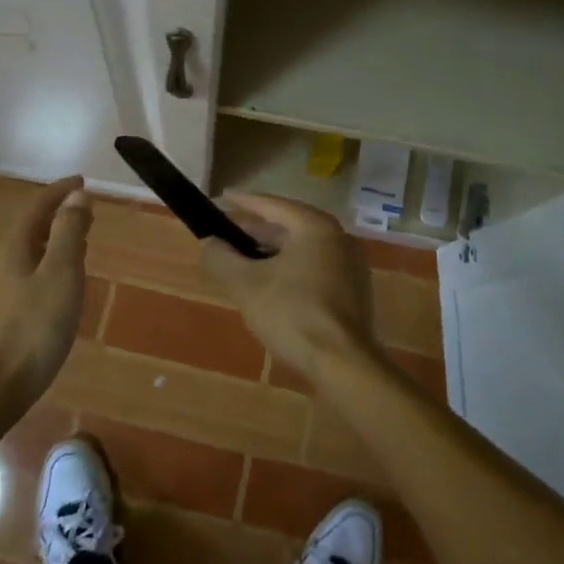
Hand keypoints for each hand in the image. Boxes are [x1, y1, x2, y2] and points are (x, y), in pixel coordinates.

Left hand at [0, 176, 92, 404]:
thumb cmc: (35, 327)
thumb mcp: (61, 274)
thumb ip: (69, 232)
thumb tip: (76, 196)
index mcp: (12, 247)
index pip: (37, 207)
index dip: (60, 192)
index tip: (82, 182)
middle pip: (30, 227)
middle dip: (58, 215)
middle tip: (86, 212)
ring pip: (27, 251)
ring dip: (53, 240)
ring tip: (79, 243)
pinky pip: (25, 273)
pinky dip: (46, 264)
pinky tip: (59, 282)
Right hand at [199, 195, 377, 383]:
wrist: (343, 364)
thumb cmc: (293, 314)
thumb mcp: (246, 285)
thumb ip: (222, 259)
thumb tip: (209, 244)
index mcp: (315, 226)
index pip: (272, 204)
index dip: (242, 202)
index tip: (220, 199)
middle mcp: (338, 237)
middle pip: (288, 226)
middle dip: (255, 232)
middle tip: (226, 237)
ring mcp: (350, 264)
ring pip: (302, 249)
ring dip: (271, 253)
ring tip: (243, 263)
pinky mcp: (354, 291)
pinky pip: (314, 268)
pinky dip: (290, 270)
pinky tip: (271, 288)